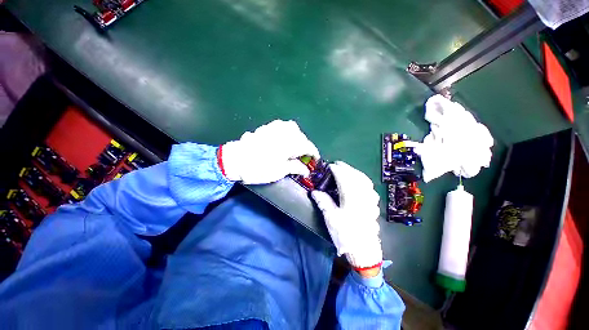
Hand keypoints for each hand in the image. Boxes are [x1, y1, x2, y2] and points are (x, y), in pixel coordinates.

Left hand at [220, 120, 319, 183]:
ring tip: (293, 151)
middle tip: (302, 158)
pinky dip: (287, 135)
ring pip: (293, 131)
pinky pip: (283, 128)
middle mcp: (286, 131)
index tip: (315, 161)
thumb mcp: (280, 171)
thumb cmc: (259, 168)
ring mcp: (276, 126)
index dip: (314, 155)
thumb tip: (306, 170)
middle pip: (302, 138)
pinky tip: (283, 142)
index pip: (309, 147)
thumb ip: (296, 168)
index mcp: (292, 142)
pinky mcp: (268, 126)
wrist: (235, 159)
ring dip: (296, 140)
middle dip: (304, 147)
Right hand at [311, 161, 382, 271]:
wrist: (364, 251)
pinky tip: (359, 182)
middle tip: (337, 164)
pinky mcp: (373, 205)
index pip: (344, 178)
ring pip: (364, 180)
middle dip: (346, 168)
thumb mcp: (331, 218)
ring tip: (347, 170)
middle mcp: (363, 196)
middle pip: (356, 176)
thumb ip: (324, 202)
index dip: (337, 170)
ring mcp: (370, 200)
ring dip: (355, 172)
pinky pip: (369, 187)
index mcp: (351, 198)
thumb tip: (315, 192)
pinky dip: (363, 180)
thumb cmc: (346, 235)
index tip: (330, 166)